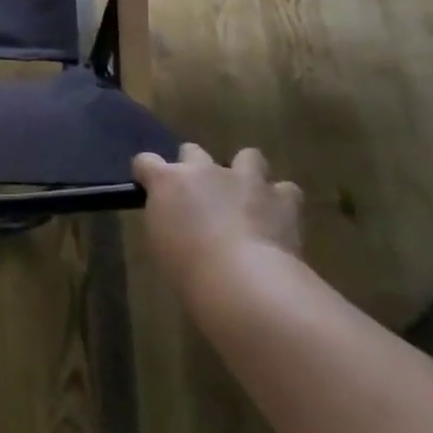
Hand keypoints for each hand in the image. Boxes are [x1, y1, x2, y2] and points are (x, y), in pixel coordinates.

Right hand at [133, 145, 302, 304]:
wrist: (244, 281)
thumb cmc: (189, 270)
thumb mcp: (161, 244)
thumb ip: (167, 219)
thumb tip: (175, 218)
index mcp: (168, 181)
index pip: (146, 162)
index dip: (148, 172)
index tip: (149, 187)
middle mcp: (204, 170)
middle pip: (193, 151)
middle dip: (195, 167)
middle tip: (200, 195)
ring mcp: (245, 179)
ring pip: (248, 156)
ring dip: (246, 173)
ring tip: (248, 197)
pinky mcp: (281, 198)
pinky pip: (286, 190)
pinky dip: (282, 201)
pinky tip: (279, 218)